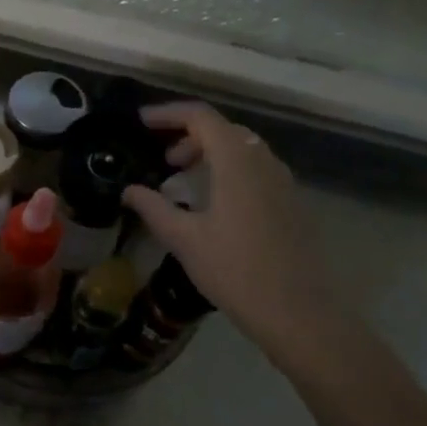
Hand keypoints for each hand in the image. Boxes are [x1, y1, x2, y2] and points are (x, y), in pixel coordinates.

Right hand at [120, 102, 343, 351]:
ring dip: (210, 153)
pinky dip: (229, 170)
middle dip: (188, 135)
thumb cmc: (235, 270)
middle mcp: (263, 161)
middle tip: (162, 160)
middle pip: (223, 129)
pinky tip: (214, 202)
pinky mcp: (291, 202)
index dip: (168, 114)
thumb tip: (128, 190)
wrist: (297, 311)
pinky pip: (255, 169)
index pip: (200, 117)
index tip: (141, 123)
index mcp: (236, 161)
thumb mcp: (184, 239)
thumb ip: (153, 207)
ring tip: (184, 179)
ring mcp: (282, 182)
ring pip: (242, 148)